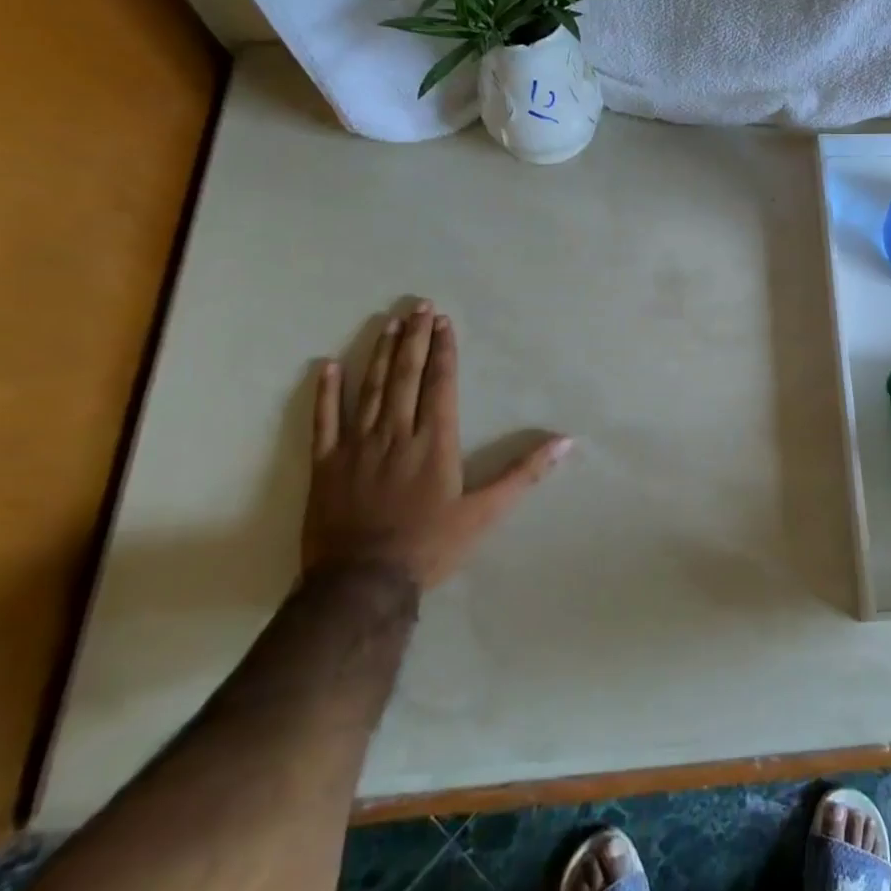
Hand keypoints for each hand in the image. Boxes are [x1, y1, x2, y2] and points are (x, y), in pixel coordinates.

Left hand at [304, 300, 571, 591]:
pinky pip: (324, 421)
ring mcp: (356, 447)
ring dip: (379, 354)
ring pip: (370, 389)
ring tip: (387, 322)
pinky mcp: (325, 464)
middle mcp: (396, 434)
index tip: (442, 322)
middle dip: (413, 339)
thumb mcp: (486, 513)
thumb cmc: (430, 546)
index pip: (440, 384)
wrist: (361, 584)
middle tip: (417, 307)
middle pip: (405, 376)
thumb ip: (524, 473)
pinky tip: (328, 366)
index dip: (442, 351)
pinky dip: (326, 393)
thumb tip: (566, 442)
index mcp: (434, 442)